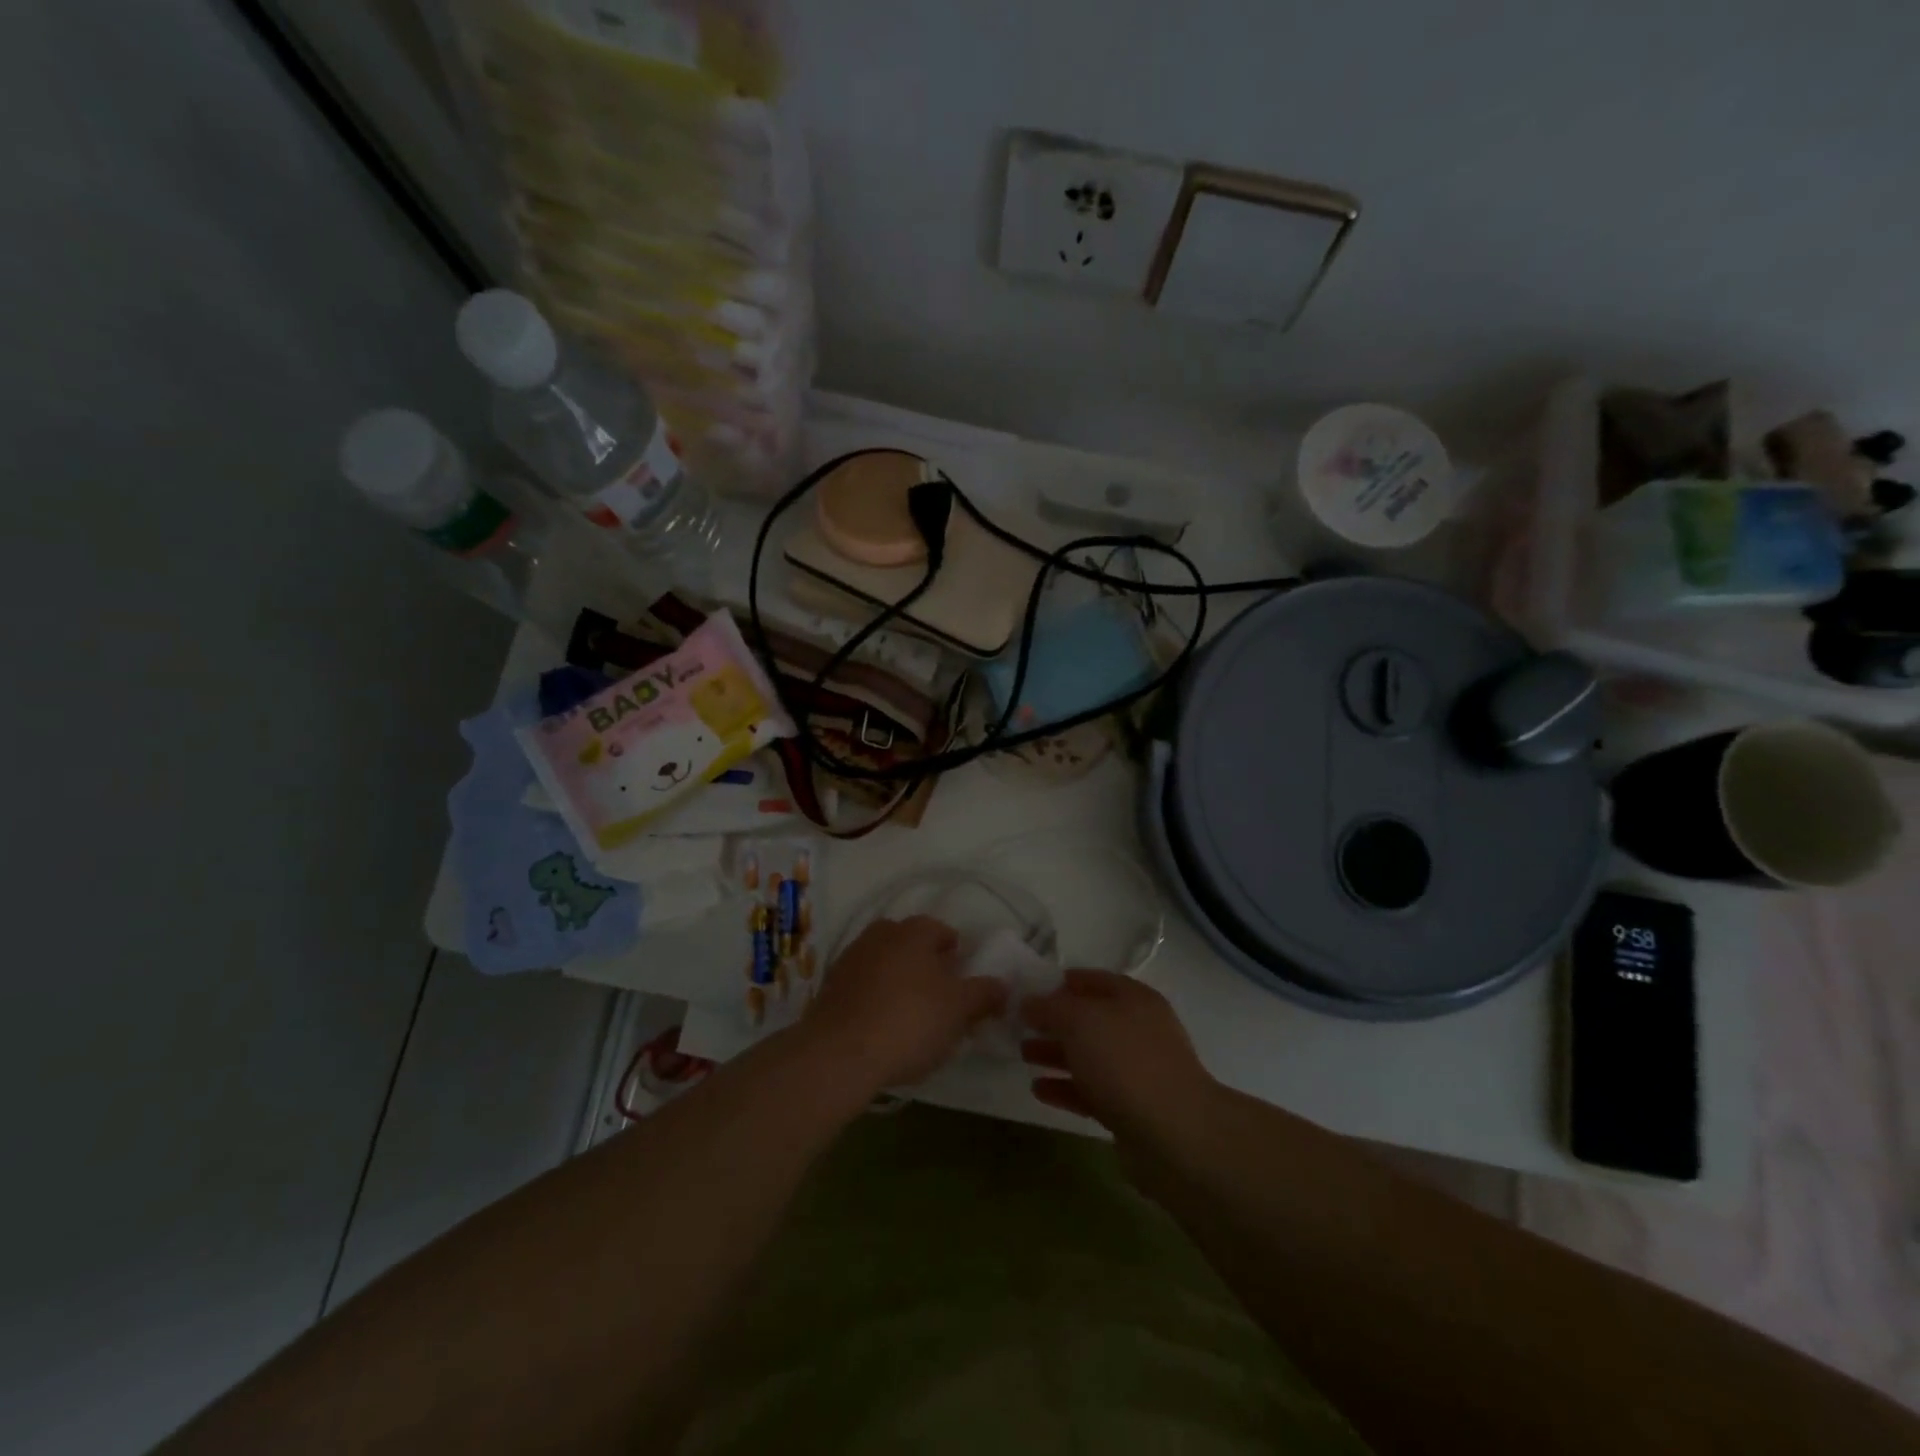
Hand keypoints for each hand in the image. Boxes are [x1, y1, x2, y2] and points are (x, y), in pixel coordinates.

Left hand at [807, 916, 1006, 1090]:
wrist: (839, 1053)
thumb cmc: (909, 1021)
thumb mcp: (958, 1009)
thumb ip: (983, 994)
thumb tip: (1003, 985)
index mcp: (913, 931)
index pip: (941, 930)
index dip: (957, 953)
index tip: (964, 979)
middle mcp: (879, 935)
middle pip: (911, 945)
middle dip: (926, 965)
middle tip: (941, 998)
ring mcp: (850, 960)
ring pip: (885, 965)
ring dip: (900, 982)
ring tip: (913, 1017)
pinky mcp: (830, 989)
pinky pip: (864, 987)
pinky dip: (876, 1000)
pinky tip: (883, 1028)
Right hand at [1022, 971, 1217, 1141]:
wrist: (1174, 1134)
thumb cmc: (1125, 1061)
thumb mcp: (1080, 1020)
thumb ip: (1050, 1007)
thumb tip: (1029, 1001)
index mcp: (1133, 999)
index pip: (1092, 980)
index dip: (1060, 982)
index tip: (1028, 989)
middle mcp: (1137, 1030)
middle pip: (1089, 1019)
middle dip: (1054, 1021)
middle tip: (1018, 1025)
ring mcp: (1136, 1071)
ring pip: (1088, 1056)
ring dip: (1056, 1054)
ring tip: (1022, 1054)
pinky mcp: (1130, 1109)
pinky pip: (1091, 1091)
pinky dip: (1065, 1088)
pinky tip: (1037, 1089)